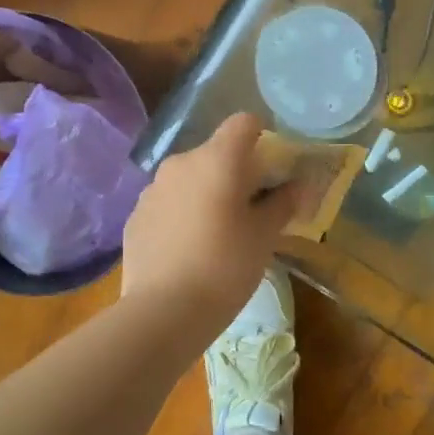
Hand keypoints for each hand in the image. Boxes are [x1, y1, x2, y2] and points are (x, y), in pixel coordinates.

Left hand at [121, 113, 300, 321]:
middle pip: (215, 153)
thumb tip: (297, 185)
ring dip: (206, 194)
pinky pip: (167, 203)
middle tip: (251, 210)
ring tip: (218, 234)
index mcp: (217, 159)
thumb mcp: (265, 236)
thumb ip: (283, 203)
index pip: (243, 122)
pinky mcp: (135, 216)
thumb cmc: (225, 267)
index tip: (272, 167)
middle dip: (235, 173)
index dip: (262, 136)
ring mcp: (152, 189)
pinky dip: (182, 214)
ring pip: (189, 179)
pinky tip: (189, 250)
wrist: (163, 311)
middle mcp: (181, 163)